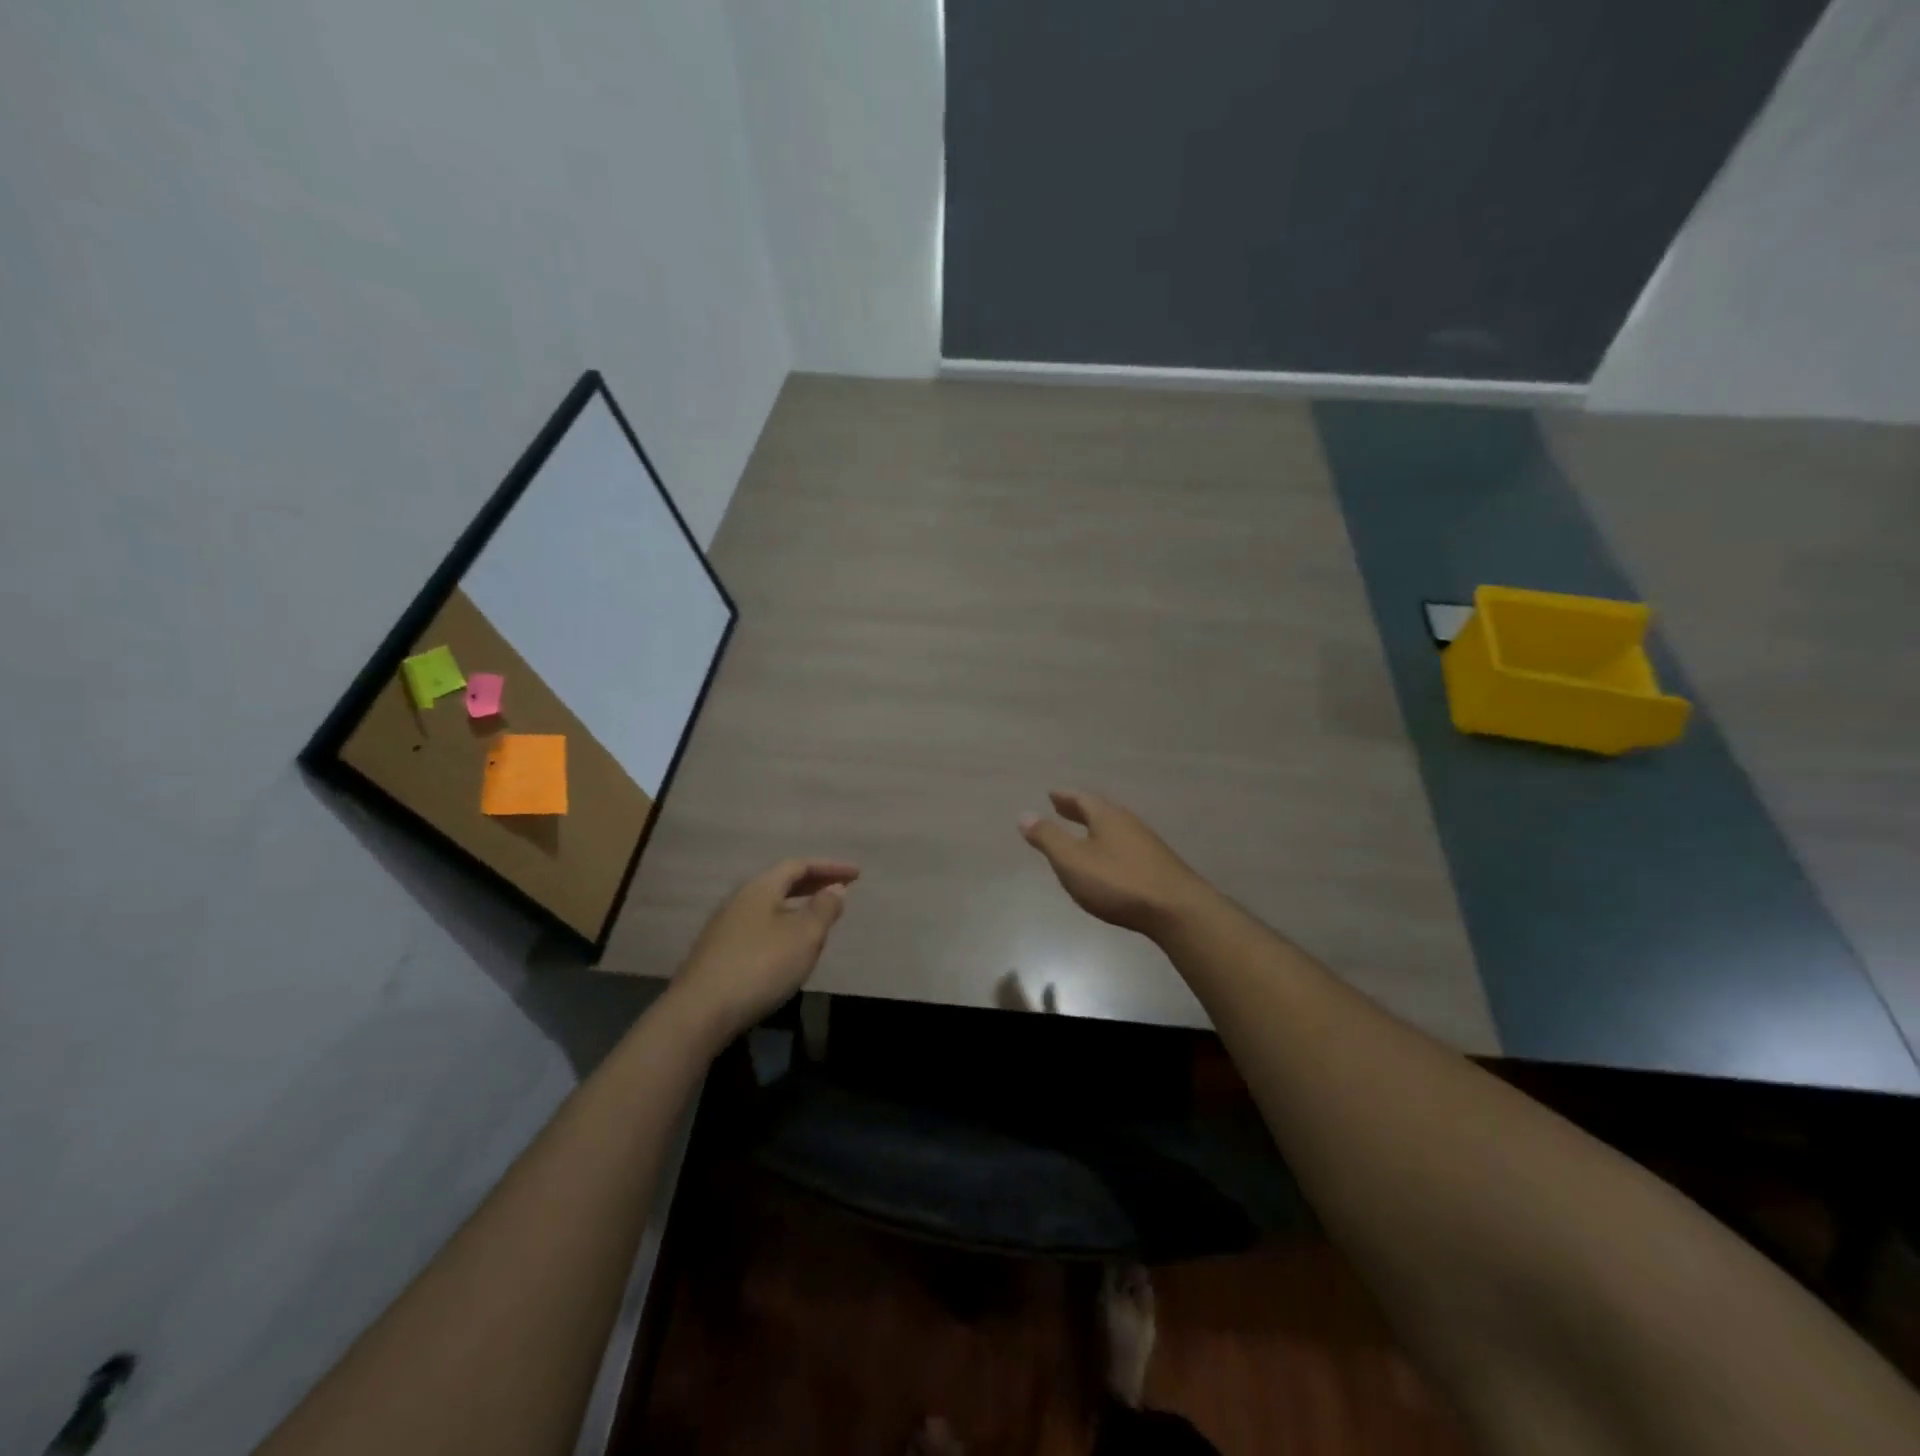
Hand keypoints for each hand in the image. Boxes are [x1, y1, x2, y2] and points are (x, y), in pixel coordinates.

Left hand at [670, 858, 858, 1043]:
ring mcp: (725, 927)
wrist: (699, 1013)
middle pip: (780, 883)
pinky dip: (782, 926)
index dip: (830, 867)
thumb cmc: (760, 966)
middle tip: (840, 889)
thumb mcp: (804, 937)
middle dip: (813, 884)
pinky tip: (789, 947)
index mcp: (760, 888)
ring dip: (797, 906)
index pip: (799, 866)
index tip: (857, 873)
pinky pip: (759, 926)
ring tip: (819, 918)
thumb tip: (836, 888)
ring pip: (769, 906)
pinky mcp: (718, 953)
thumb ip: (823, 909)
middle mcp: (739, 900)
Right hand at [1019, 790, 1211, 936]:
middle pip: (1100, 810)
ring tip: (1082, 833)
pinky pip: (1126, 845)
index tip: (1051, 794)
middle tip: (1062, 808)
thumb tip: (1025, 815)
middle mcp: (1128, 823)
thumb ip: (1048, 838)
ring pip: (1115, 827)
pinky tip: (1108, 860)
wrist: (1177, 910)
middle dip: (1079, 809)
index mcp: (1106, 816)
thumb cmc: (1118, 882)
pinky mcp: (1157, 865)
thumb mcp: (1073, 861)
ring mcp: (1146, 844)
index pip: (1082, 798)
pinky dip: (1109, 844)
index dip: (1065, 797)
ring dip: (1096, 827)